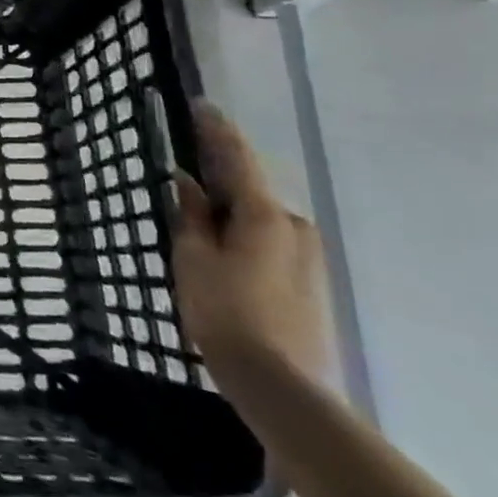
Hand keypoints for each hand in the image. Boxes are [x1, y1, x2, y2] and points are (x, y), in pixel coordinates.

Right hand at [171, 103, 329, 388]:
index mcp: (264, 214)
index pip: (237, 158)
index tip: (202, 105)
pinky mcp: (311, 287)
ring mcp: (309, 260)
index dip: (216, 130)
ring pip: (259, 222)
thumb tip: (189, 183)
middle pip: (249, 191)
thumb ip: (191, 216)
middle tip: (186, 174)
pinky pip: (269, 246)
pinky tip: (222, 254)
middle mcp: (294, 227)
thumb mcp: (194, 259)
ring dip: (230, 214)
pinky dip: (243, 238)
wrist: (284, 391)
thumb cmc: (227, 314)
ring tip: (197, 221)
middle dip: (219, 180)